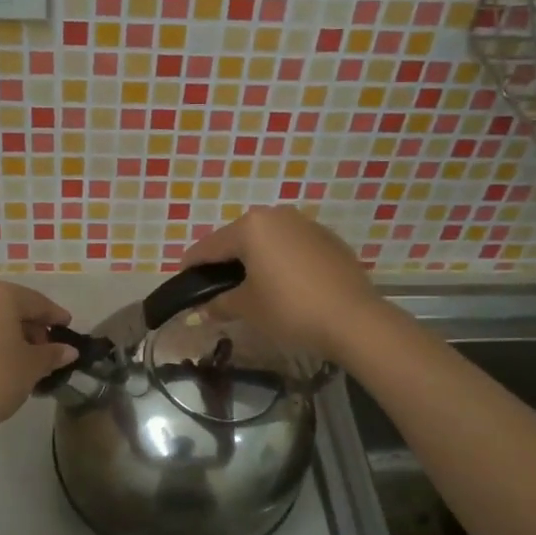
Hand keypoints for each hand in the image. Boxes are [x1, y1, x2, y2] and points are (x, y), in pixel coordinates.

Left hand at [0, 281, 78, 444]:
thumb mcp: (31, 367)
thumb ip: (52, 354)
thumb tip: (68, 350)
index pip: (38, 302)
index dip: (56, 318)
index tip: (70, 331)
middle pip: (14, 307)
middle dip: (34, 328)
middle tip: (50, 353)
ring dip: (14, 337)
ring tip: (29, 364)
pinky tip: (5, 366)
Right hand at [179, 207, 384, 359]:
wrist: (353, 318)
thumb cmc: (290, 308)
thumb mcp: (248, 308)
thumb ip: (221, 303)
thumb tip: (203, 308)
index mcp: (251, 227)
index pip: (209, 246)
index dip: (192, 265)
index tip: (182, 280)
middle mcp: (277, 216)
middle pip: (239, 238)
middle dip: (225, 261)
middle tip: (216, 287)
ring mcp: (306, 224)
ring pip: (267, 240)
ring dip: (254, 259)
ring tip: (250, 286)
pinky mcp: (328, 239)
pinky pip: (292, 247)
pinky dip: (280, 261)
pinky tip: (283, 285)